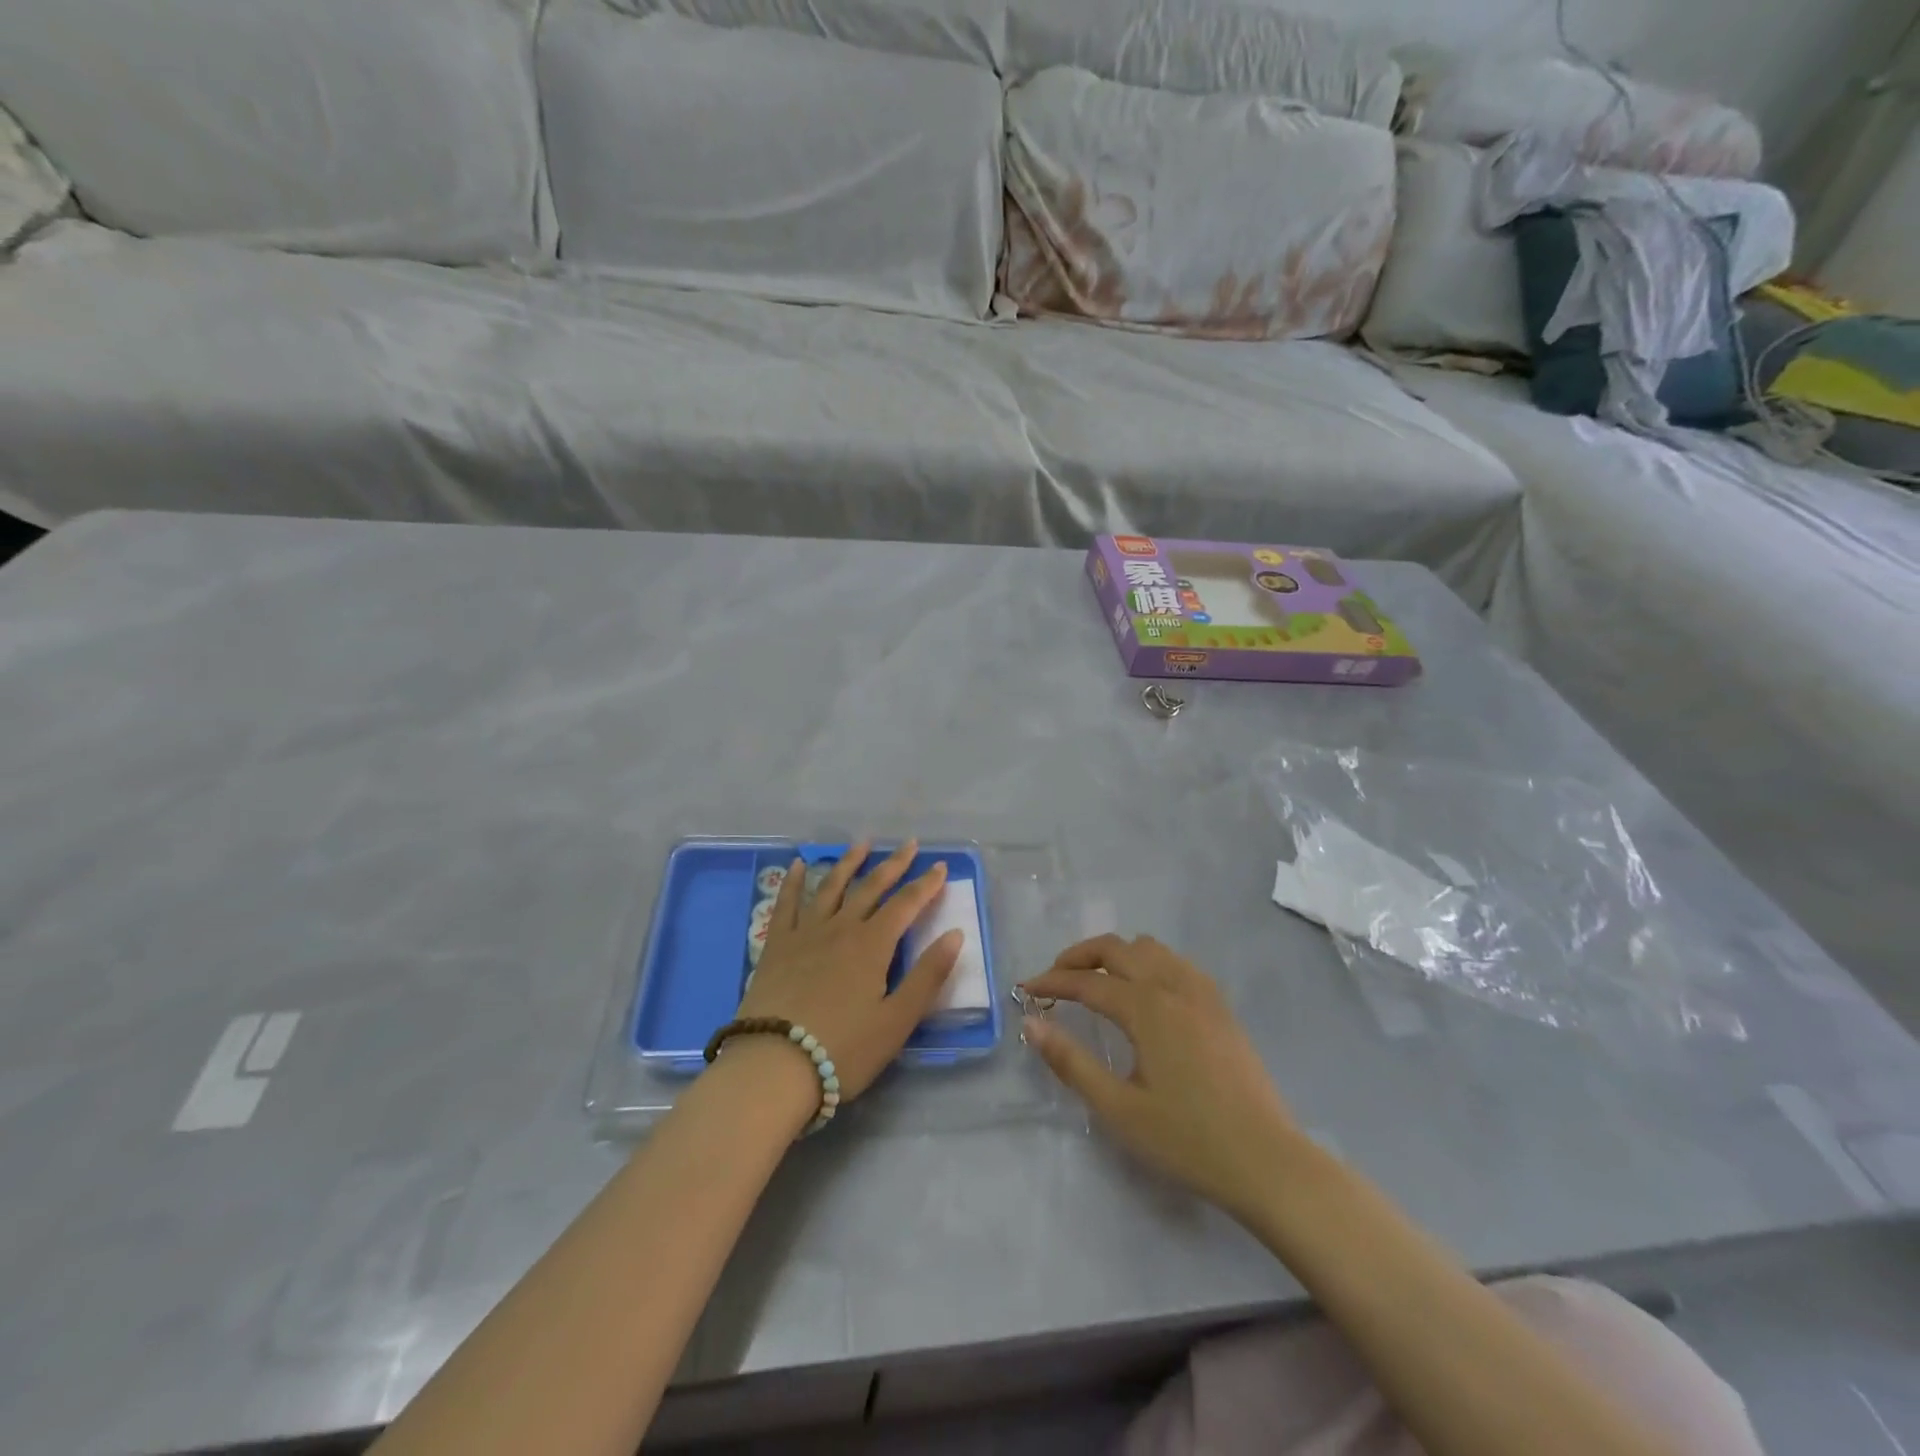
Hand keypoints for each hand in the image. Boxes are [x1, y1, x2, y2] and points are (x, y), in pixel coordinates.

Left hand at [731, 841, 962, 1108]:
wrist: (774, 1066)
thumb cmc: (843, 1049)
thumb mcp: (897, 1021)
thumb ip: (928, 975)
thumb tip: (955, 934)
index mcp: (873, 945)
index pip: (906, 904)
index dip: (926, 884)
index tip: (940, 866)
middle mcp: (841, 928)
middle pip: (871, 887)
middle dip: (893, 864)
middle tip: (908, 843)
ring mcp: (805, 933)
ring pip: (831, 886)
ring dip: (849, 862)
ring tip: (862, 844)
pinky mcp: (776, 946)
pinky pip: (786, 903)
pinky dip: (792, 881)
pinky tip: (796, 865)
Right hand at [1021, 935, 1299, 1217]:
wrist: (1267, 1162)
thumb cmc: (1188, 1140)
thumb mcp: (1119, 1109)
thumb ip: (1072, 1062)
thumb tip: (1032, 1023)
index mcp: (1146, 1008)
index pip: (1087, 981)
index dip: (1052, 981)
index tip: (1024, 989)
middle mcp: (1173, 986)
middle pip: (1117, 949)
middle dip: (1079, 956)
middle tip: (1055, 978)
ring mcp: (1203, 993)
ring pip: (1150, 948)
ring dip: (1116, 954)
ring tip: (1097, 980)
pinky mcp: (1221, 1007)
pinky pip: (1177, 963)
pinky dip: (1149, 963)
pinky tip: (1146, 992)